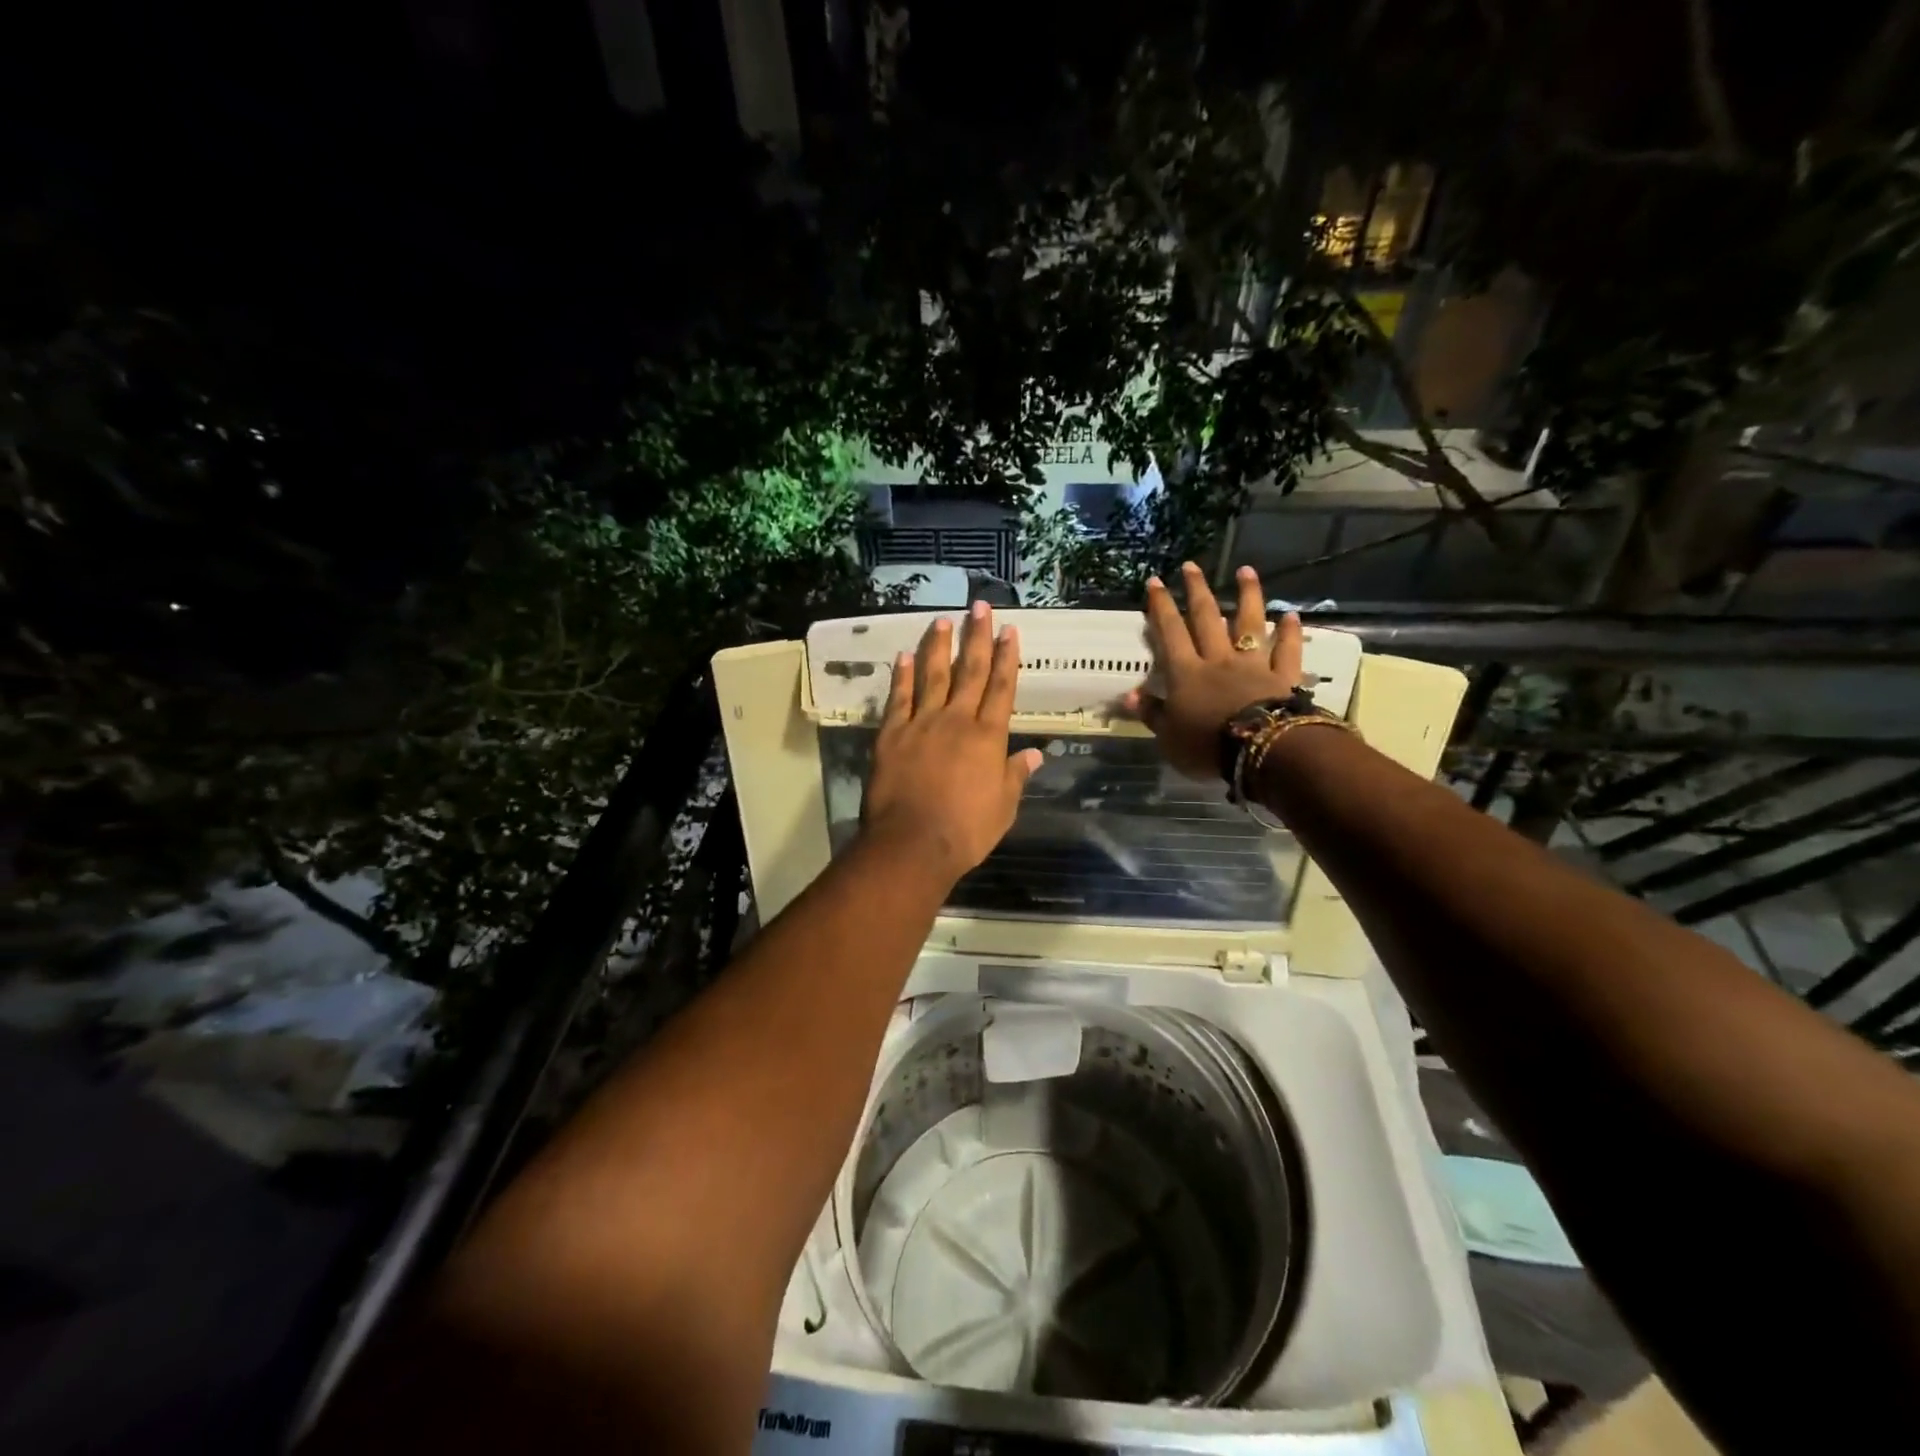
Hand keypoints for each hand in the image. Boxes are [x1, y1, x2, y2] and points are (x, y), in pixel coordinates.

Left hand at [862, 601, 1042, 884]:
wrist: (913, 844)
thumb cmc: (966, 831)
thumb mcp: (1004, 808)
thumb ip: (1016, 776)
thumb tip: (1036, 754)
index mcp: (988, 737)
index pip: (1002, 688)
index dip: (1007, 658)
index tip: (1011, 631)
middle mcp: (956, 721)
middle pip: (969, 671)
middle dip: (977, 637)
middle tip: (980, 606)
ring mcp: (921, 724)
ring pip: (932, 676)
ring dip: (939, 646)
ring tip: (943, 620)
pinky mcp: (891, 735)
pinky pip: (898, 699)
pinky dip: (902, 676)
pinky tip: (904, 656)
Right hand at [1123, 562, 1303, 780]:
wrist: (1261, 750)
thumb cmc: (1206, 745)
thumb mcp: (1167, 736)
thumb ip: (1151, 713)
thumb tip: (1130, 695)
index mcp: (1186, 673)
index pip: (1170, 633)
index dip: (1161, 607)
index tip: (1155, 582)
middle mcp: (1218, 660)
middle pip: (1206, 618)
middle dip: (1196, 590)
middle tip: (1191, 566)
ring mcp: (1254, 665)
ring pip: (1250, 624)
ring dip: (1248, 596)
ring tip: (1246, 571)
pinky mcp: (1283, 677)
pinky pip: (1287, 651)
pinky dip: (1290, 633)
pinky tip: (1291, 615)